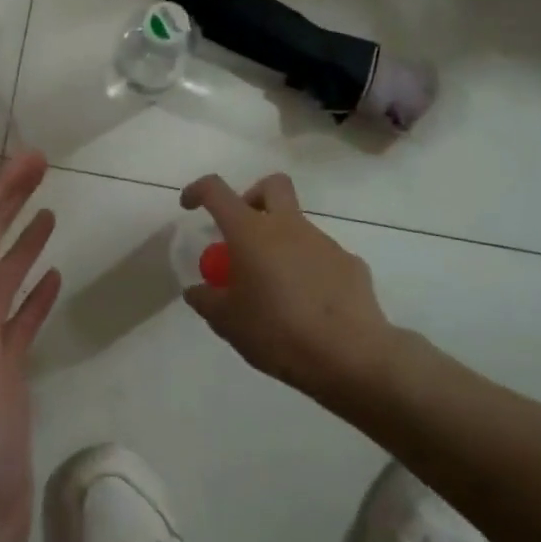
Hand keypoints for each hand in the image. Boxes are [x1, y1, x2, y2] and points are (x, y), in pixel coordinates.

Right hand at [179, 172, 395, 399]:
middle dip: (253, 197)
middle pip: (272, 185)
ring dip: (281, 244)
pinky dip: (308, 271)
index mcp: (251, 233)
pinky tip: (308, 307)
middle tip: (242, 232)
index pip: (217, 191)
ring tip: (275, 290)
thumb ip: (206, 300)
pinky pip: (321, 257)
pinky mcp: (350, 264)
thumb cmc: (277, 332)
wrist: (349, 356)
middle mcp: (289, 226)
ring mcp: (324, 243)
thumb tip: (197, 290)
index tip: (189, 206)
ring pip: (298, 226)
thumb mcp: (227, 322)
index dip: (198, 191)